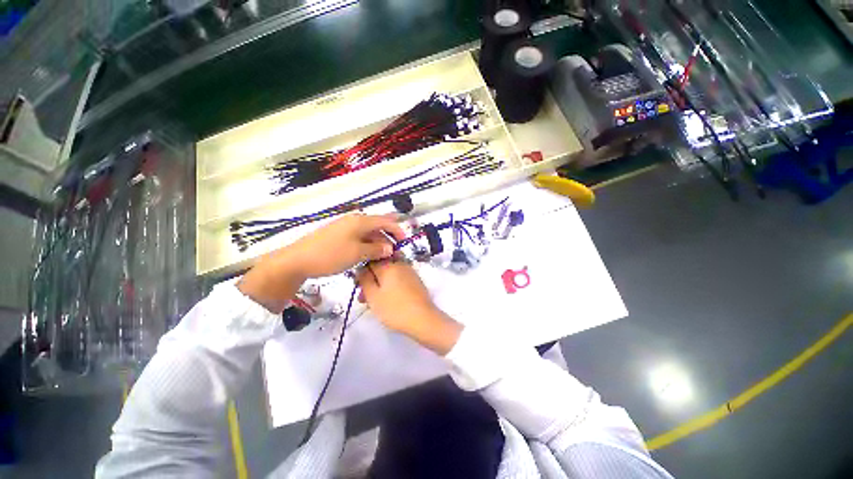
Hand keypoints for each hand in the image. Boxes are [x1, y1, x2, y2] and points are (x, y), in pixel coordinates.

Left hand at [286, 213, 404, 277]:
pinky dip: (366, 245)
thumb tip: (390, 248)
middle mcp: (353, 220)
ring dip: (377, 243)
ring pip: (367, 233)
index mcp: (360, 221)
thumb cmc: (330, 255)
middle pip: (377, 226)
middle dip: (387, 238)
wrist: (296, 260)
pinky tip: (366, 255)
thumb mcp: (357, 254)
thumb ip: (376, 249)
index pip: (385, 221)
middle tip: (393, 253)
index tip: (404, 242)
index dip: (397, 230)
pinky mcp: (337, 235)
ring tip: (382, 257)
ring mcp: (344, 227)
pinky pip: (358, 237)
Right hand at [357, 259, 461, 354]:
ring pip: (389, 273)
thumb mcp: (373, 296)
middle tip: (364, 297)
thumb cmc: (394, 308)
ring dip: (380, 283)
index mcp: (388, 265)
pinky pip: (398, 278)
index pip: (370, 260)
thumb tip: (360, 268)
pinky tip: (388, 299)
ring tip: (374, 301)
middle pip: (380, 266)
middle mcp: (400, 263)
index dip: (361, 271)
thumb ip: (364, 279)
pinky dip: (390, 285)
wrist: (423, 319)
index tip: (358, 285)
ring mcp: (409, 271)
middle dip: (371, 279)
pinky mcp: (415, 280)